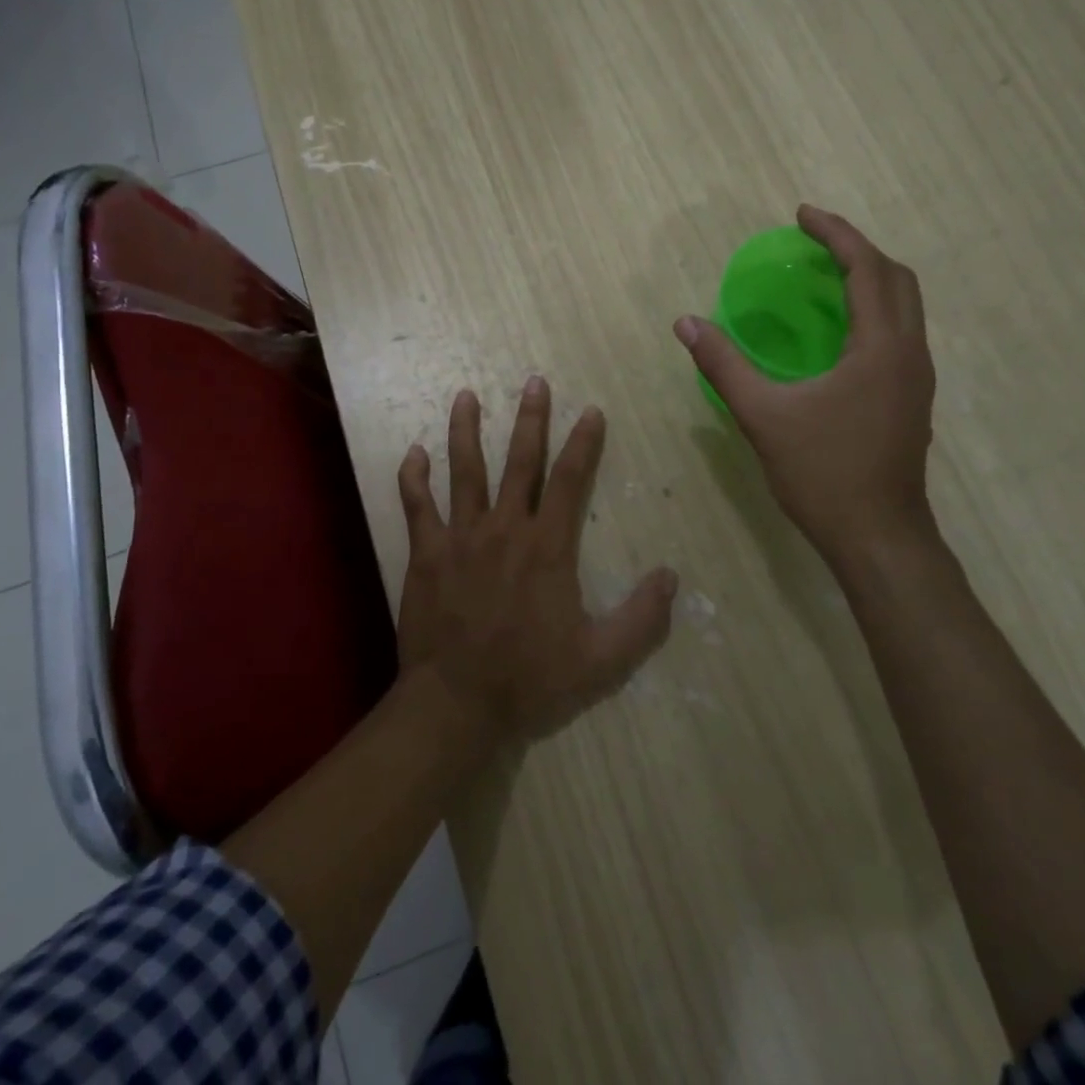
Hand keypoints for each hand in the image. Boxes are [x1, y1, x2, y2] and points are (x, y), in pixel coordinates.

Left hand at [396, 380, 677, 744]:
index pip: (570, 480)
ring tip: (466, 395)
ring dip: (465, 430)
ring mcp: (460, 537)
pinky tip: (413, 452)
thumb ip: (640, 618)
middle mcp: (504, 529)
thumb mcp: (600, 659)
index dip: (583, 443)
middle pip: (519, 461)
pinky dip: (413, 477)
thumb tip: (671, 576)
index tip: (590, 411)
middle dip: (530, 419)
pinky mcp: (426, 553)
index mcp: (547, 547)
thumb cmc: (530, 679)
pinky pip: (417, 506)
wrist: (457, 703)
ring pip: (464, 470)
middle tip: (534, 381)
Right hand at [674, 204, 936, 561]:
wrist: (878, 537)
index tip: (802, 215)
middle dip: (857, 250)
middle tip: (814, 242)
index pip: (867, 269)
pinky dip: (872, 311)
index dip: (836, 234)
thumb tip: (686, 323)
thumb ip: (724, 365)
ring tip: (825, 277)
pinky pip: (899, 333)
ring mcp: (917, 379)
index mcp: (881, 348)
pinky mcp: (912, 400)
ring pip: (905, 307)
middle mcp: (910, 354)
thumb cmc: (823, 474)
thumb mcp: (763, 416)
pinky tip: (837, 331)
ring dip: (869, 280)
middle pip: (897, 279)